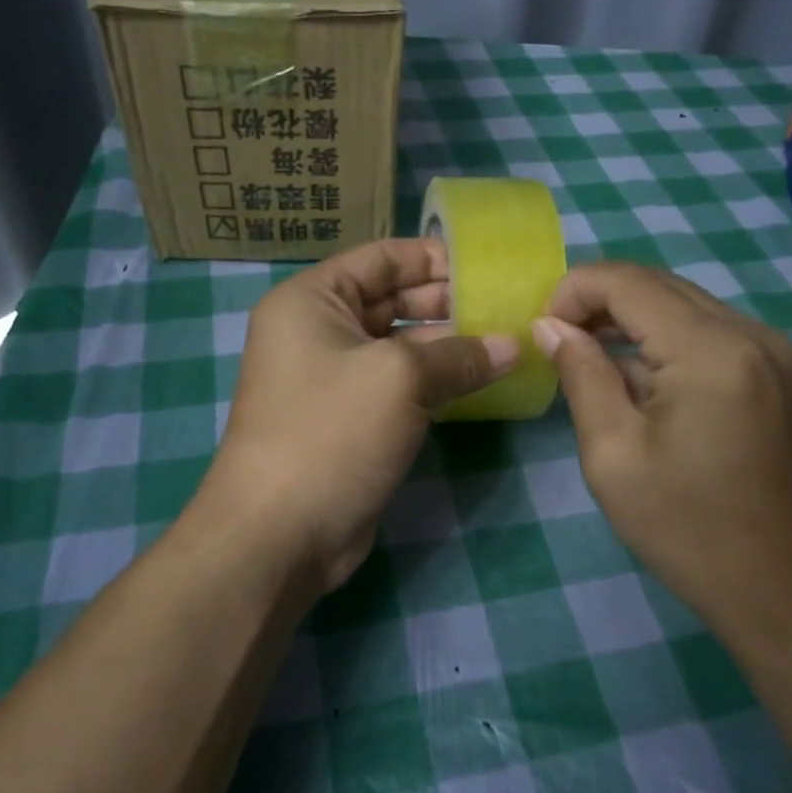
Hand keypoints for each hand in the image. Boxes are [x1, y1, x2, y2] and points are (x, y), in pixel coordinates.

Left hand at [203, 238, 518, 592]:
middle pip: (391, 300)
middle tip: (506, 308)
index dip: (433, 258)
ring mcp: (333, 379)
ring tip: (507, 343)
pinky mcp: (351, 421)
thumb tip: (512, 346)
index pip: (380, 258)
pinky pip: (400, 386)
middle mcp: (318, 331)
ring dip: (449, 346)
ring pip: (400, 347)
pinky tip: (482, 382)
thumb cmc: (330, 432)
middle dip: (447, 303)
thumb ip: (459, 355)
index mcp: (311, 300)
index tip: (487, 269)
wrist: (279, 534)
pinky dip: (437, 382)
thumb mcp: (399, 378)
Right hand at [532, 262, 791, 629]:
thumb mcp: (612, 454)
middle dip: (600, 300)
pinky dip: (666, 337)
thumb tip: (550, 326)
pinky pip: (711, 330)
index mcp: (712, 350)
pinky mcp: (780, 372)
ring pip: (685, 303)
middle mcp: (751, 333)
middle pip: (659, 284)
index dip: (574, 291)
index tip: (543, 332)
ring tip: (591, 357)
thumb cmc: (686, 528)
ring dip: (632, 317)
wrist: (783, 589)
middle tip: (559, 341)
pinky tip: (642, 377)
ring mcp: (774, 351)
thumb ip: (580, 375)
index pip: (628, 282)